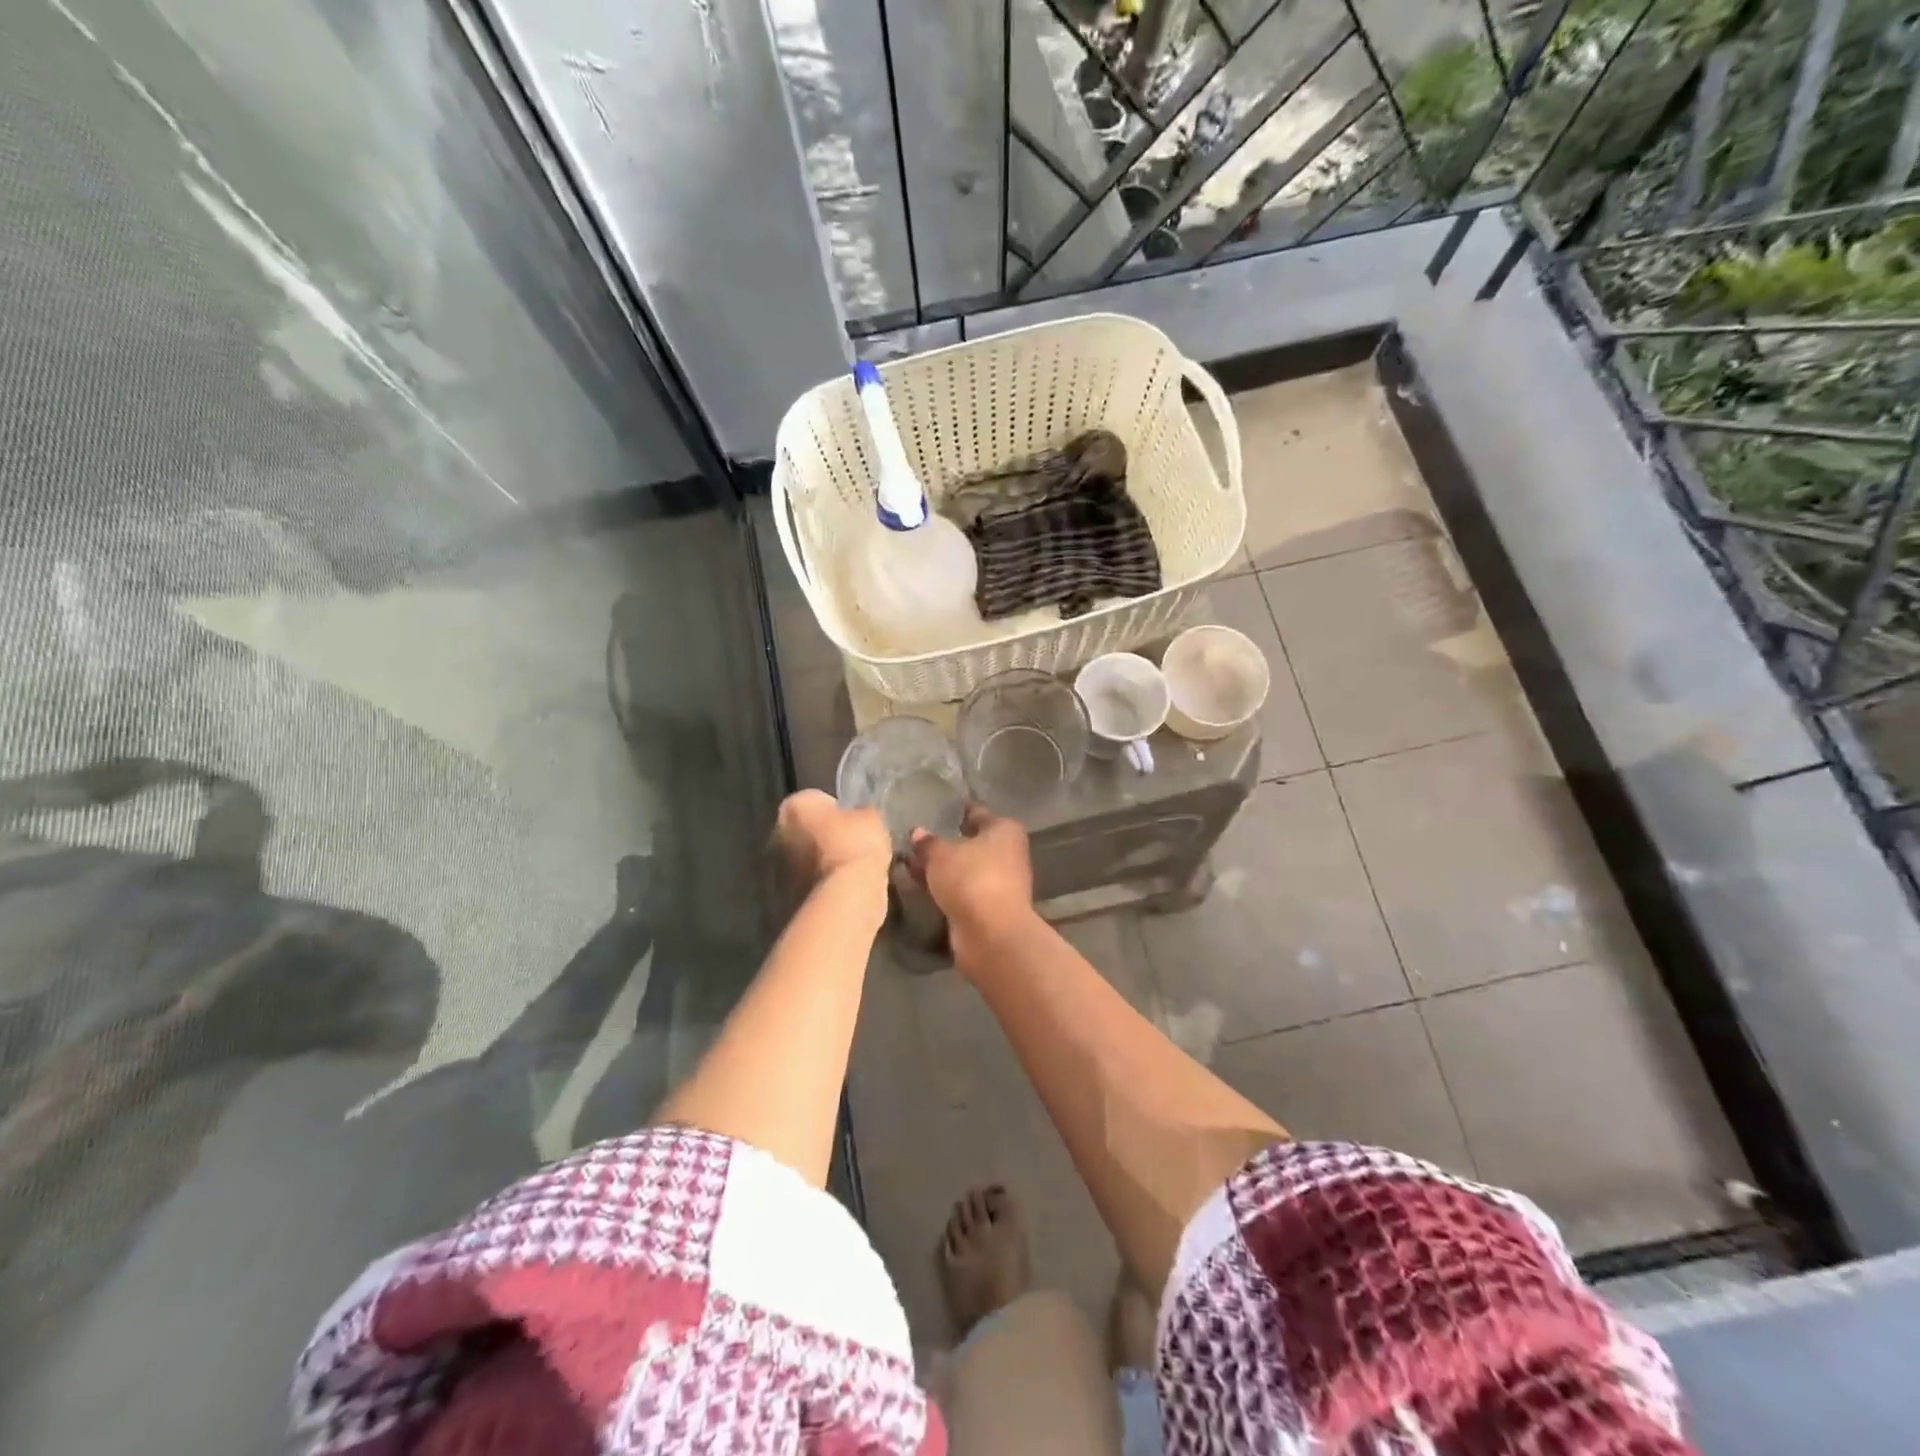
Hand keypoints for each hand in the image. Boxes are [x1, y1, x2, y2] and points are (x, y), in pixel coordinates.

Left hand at [775, 790, 891, 889]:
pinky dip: (825, 884)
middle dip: (824, 836)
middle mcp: (778, 832)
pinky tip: (847, 887)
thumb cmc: (855, 844)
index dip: (836, 810)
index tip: (853, 822)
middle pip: (805, 830)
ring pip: (806, 858)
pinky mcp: (788, 896)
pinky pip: (811, 882)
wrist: (846, 895)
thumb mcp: (871, 818)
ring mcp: (780, 867)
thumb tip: (859, 818)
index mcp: (794, 806)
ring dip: (823, 862)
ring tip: (853, 869)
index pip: (815, 800)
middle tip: (852, 844)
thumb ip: (859, 814)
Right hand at [908, 804, 1033, 942]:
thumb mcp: (941, 854)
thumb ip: (928, 842)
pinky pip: (962, 890)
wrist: (991, 934)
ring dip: (942, 868)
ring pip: (965, 869)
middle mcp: (1007, 853)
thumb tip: (918, 833)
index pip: (977, 812)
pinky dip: (945, 888)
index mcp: (1004, 830)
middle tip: (914, 840)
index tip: (935, 809)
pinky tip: (920, 886)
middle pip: (971, 842)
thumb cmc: (971, 879)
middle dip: (945, 843)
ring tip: (909, 864)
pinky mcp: (989, 908)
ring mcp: (1000, 883)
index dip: (956, 810)